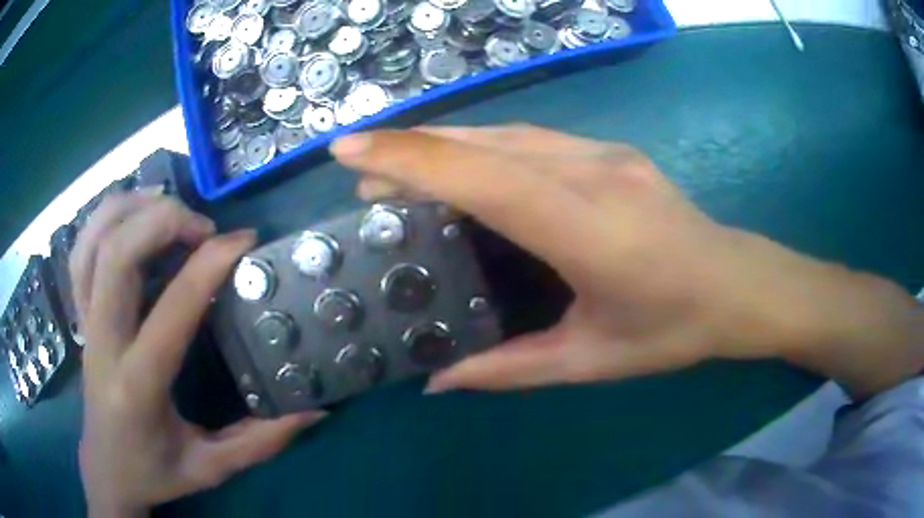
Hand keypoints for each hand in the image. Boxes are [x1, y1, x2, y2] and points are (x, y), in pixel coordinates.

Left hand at [72, 192, 324, 516]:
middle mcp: (103, 343)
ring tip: (169, 210)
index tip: (243, 242)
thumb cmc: (156, 472)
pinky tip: (134, 218)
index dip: (208, 266)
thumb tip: (314, 410)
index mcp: (138, 386)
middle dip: (163, 221)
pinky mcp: (81, 314)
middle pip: (116, 255)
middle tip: (204, 228)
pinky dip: (106, 220)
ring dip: (131, 208)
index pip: (170, 311)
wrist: (106, 469)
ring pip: (93, 241)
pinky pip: (81, 250)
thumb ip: (261, 441)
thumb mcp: (211, 467)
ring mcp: (86, 323)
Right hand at [332, 125, 922, 396]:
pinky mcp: (611, 151)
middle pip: (487, 144)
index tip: (351, 152)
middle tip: (360, 168)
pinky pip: (531, 139)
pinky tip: (461, 165)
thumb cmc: (674, 330)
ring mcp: (606, 153)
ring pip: (506, 133)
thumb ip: (510, 370)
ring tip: (398, 169)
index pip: (485, 179)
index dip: (412, 159)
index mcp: (590, 229)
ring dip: (445, 145)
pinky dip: (482, 147)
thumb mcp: (591, 362)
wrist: (739, 285)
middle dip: (414, 149)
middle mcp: (594, 173)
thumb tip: (439, 381)